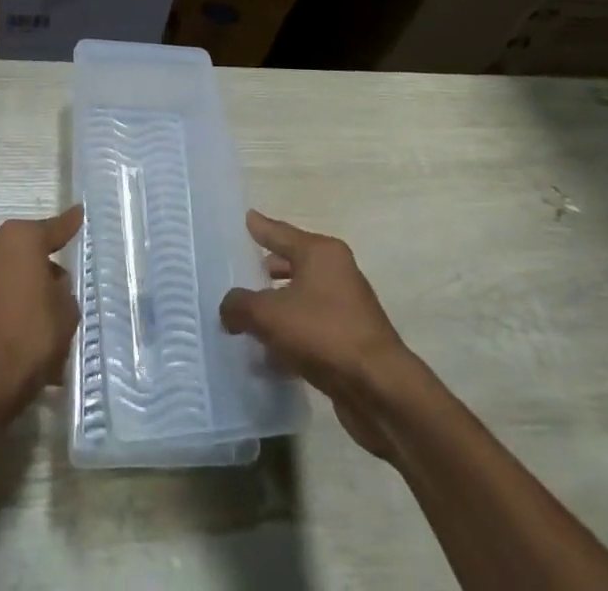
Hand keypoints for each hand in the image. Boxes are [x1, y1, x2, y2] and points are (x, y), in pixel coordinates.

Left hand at [0, 205, 82, 432]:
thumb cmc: (29, 340)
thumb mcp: (66, 312)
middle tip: (56, 292)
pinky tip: (10, 338)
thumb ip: (61, 289)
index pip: (52, 229)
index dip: (68, 225)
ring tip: (33, 324)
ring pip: (1, 277)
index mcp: (18, 240)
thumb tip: (50, 284)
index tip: (78, 214)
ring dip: (15, 291)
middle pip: (21, 253)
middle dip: (38, 267)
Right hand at [220, 210, 416, 458]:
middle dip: (266, 269)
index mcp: (321, 252)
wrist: (379, 389)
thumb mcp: (270, 316)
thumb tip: (228, 307)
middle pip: (292, 264)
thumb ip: (241, 305)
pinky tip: (267, 355)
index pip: (281, 232)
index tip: (246, 217)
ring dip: (277, 307)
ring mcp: (345, 307)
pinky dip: (289, 336)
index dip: (261, 227)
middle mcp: (336, 272)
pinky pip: (310, 329)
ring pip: (301, 299)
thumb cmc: (324, 334)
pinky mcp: (348, 341)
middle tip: (239, 271)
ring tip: (246, 318)